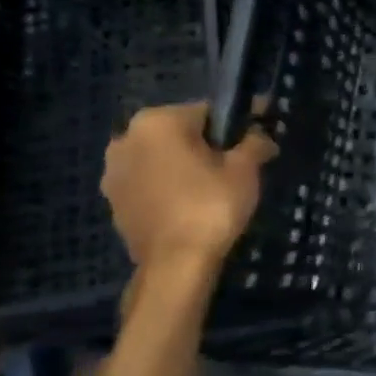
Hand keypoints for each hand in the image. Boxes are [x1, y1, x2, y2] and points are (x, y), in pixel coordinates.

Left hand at [102, 103, 278, 268]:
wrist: (175, 264)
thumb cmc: (212, 205)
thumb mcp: (245, 168)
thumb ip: (255, 141)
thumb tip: (262, 134)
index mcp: (158, 121)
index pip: (208, 111)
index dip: (236, 125)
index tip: (255, 139)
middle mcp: (127, 138)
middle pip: (181, 133)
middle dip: (207, 145)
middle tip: (236, 166)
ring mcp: (113, 170)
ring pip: (162, 157)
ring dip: (185, 165)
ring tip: (214, 187)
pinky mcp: (113, 199)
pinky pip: (149, 181)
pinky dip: (169, 185)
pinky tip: (191, 204)